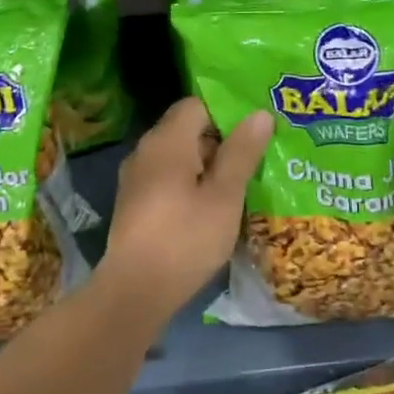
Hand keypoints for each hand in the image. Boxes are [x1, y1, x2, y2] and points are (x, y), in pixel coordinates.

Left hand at [101, 98, 271, 312]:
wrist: (135, 289)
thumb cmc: (186, 238)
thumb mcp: (224, 196)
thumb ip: (241, 152)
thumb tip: (259, 113)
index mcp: (166, 140)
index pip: (197, 104)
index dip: (228, 112)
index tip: (256, 129)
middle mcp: (145, 150)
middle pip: (187, 129)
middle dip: (222, 140)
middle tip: (257, 157)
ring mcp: (135, 177)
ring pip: (177, 157)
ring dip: (207, 165)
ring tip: (241, 183)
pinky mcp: (134, 202)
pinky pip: (166, 178)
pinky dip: (189, 183)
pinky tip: (211, 206)